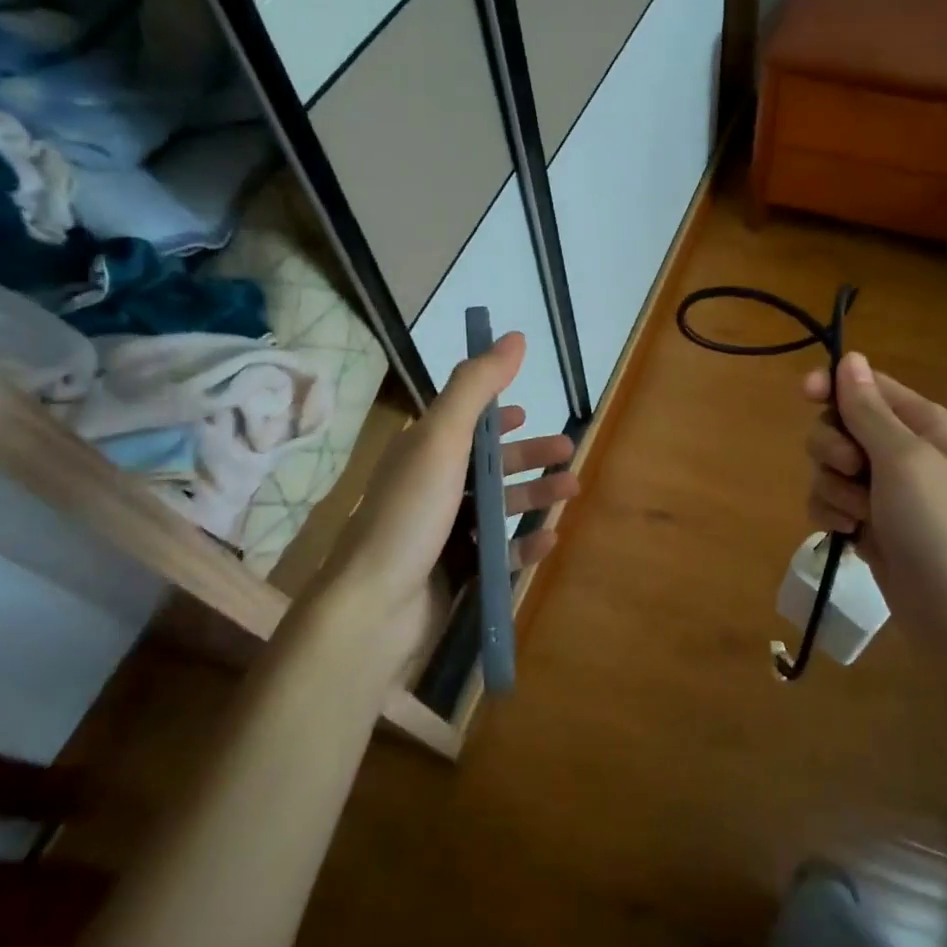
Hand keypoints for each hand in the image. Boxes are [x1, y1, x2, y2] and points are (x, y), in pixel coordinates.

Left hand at [326, 331, 576, 662]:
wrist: (374, 610)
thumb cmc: (410, 515)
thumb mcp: (442, 439)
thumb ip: (476, 386)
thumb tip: (515, 336)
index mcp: (421, 453)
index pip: (461, 423)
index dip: (493, 414)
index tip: (527, 411)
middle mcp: (430, 488)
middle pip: (487, 465)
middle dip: (528, 456)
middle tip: (569, 452)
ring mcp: (441, 534)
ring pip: (497, 507)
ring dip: (534, 495)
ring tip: (572, 490)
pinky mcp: (454, 574)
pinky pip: (497, 553)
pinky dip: (524, 545)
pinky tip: (550, 540)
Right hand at [803, 353, 946, 659]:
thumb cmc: (941, 525)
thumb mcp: (904, 459)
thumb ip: (868, 409)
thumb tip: (850, 359)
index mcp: (924, 426)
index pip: (868, 387)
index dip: (833, 387)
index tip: (805, 394)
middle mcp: (904, 453)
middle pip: (840, 426)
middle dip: (834, 448)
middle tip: (854, 470)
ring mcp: (885, 492)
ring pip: (828, 467)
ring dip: (834, 488)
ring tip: (860, 515)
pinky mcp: (869, 525)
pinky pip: (830, 502)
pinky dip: (832, 514)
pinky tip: (848, 534)